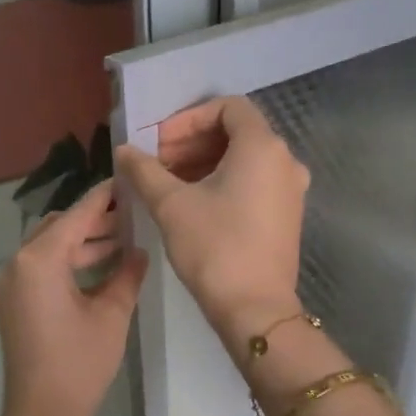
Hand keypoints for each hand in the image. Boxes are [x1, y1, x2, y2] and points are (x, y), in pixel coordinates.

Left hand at [0, 180, 147, 415]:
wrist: (42, 414)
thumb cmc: (80, 364)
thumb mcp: (111, 315)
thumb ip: (127, 275)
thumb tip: (138, 252)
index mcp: (39, 260)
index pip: (75, 215)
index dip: (103, 197)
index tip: (127, 180)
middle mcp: (18, 263)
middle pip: (58, 227)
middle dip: (94, 220)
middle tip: (132, 216)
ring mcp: (11, 284)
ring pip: (50, 248)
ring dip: (83, 243)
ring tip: (124, 242)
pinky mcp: (14, 302)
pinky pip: (42, 268)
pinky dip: (69, 263)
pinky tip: (102, 267)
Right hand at [115, 96, 308, 341]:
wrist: (255, 308)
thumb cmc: (214, 248)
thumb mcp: (171, 205)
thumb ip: (145, 170)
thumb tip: (124, 151)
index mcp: (262, 147)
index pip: (227, 107)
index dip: (188, 119)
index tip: (159, 143)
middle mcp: (285, 160)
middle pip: (236, 132)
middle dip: (193, 142)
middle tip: (158, 164)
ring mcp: (291, 189)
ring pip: (245, 159)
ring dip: (206, 163)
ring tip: (170, 185)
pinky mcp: (287, 215)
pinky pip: (255, 182)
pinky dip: (225, 182)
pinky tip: (195, 204)